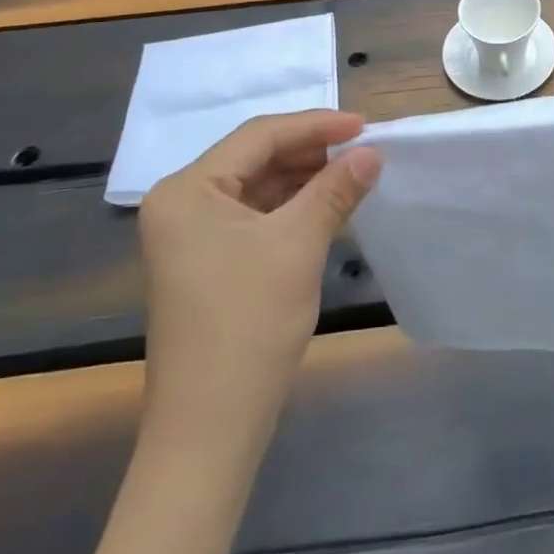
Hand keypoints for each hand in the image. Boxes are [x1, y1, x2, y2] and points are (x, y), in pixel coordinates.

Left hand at [138, 111, 380, 419]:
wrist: (209, 429)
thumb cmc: (248, 324)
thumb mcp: (298, 245)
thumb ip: (335, 189)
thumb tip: (373, 152)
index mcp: (188, 189)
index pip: (259, 136)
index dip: (316, 125)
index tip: (365, 125)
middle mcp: (181, 203)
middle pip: (256, 158)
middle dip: (311, 152)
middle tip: (363, 149)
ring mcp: (190, 235)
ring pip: (257, 187)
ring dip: (304, 179)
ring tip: (353, 173)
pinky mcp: (205, 262)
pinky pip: (254, 216)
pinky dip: (291, 208)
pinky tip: (327, 206)